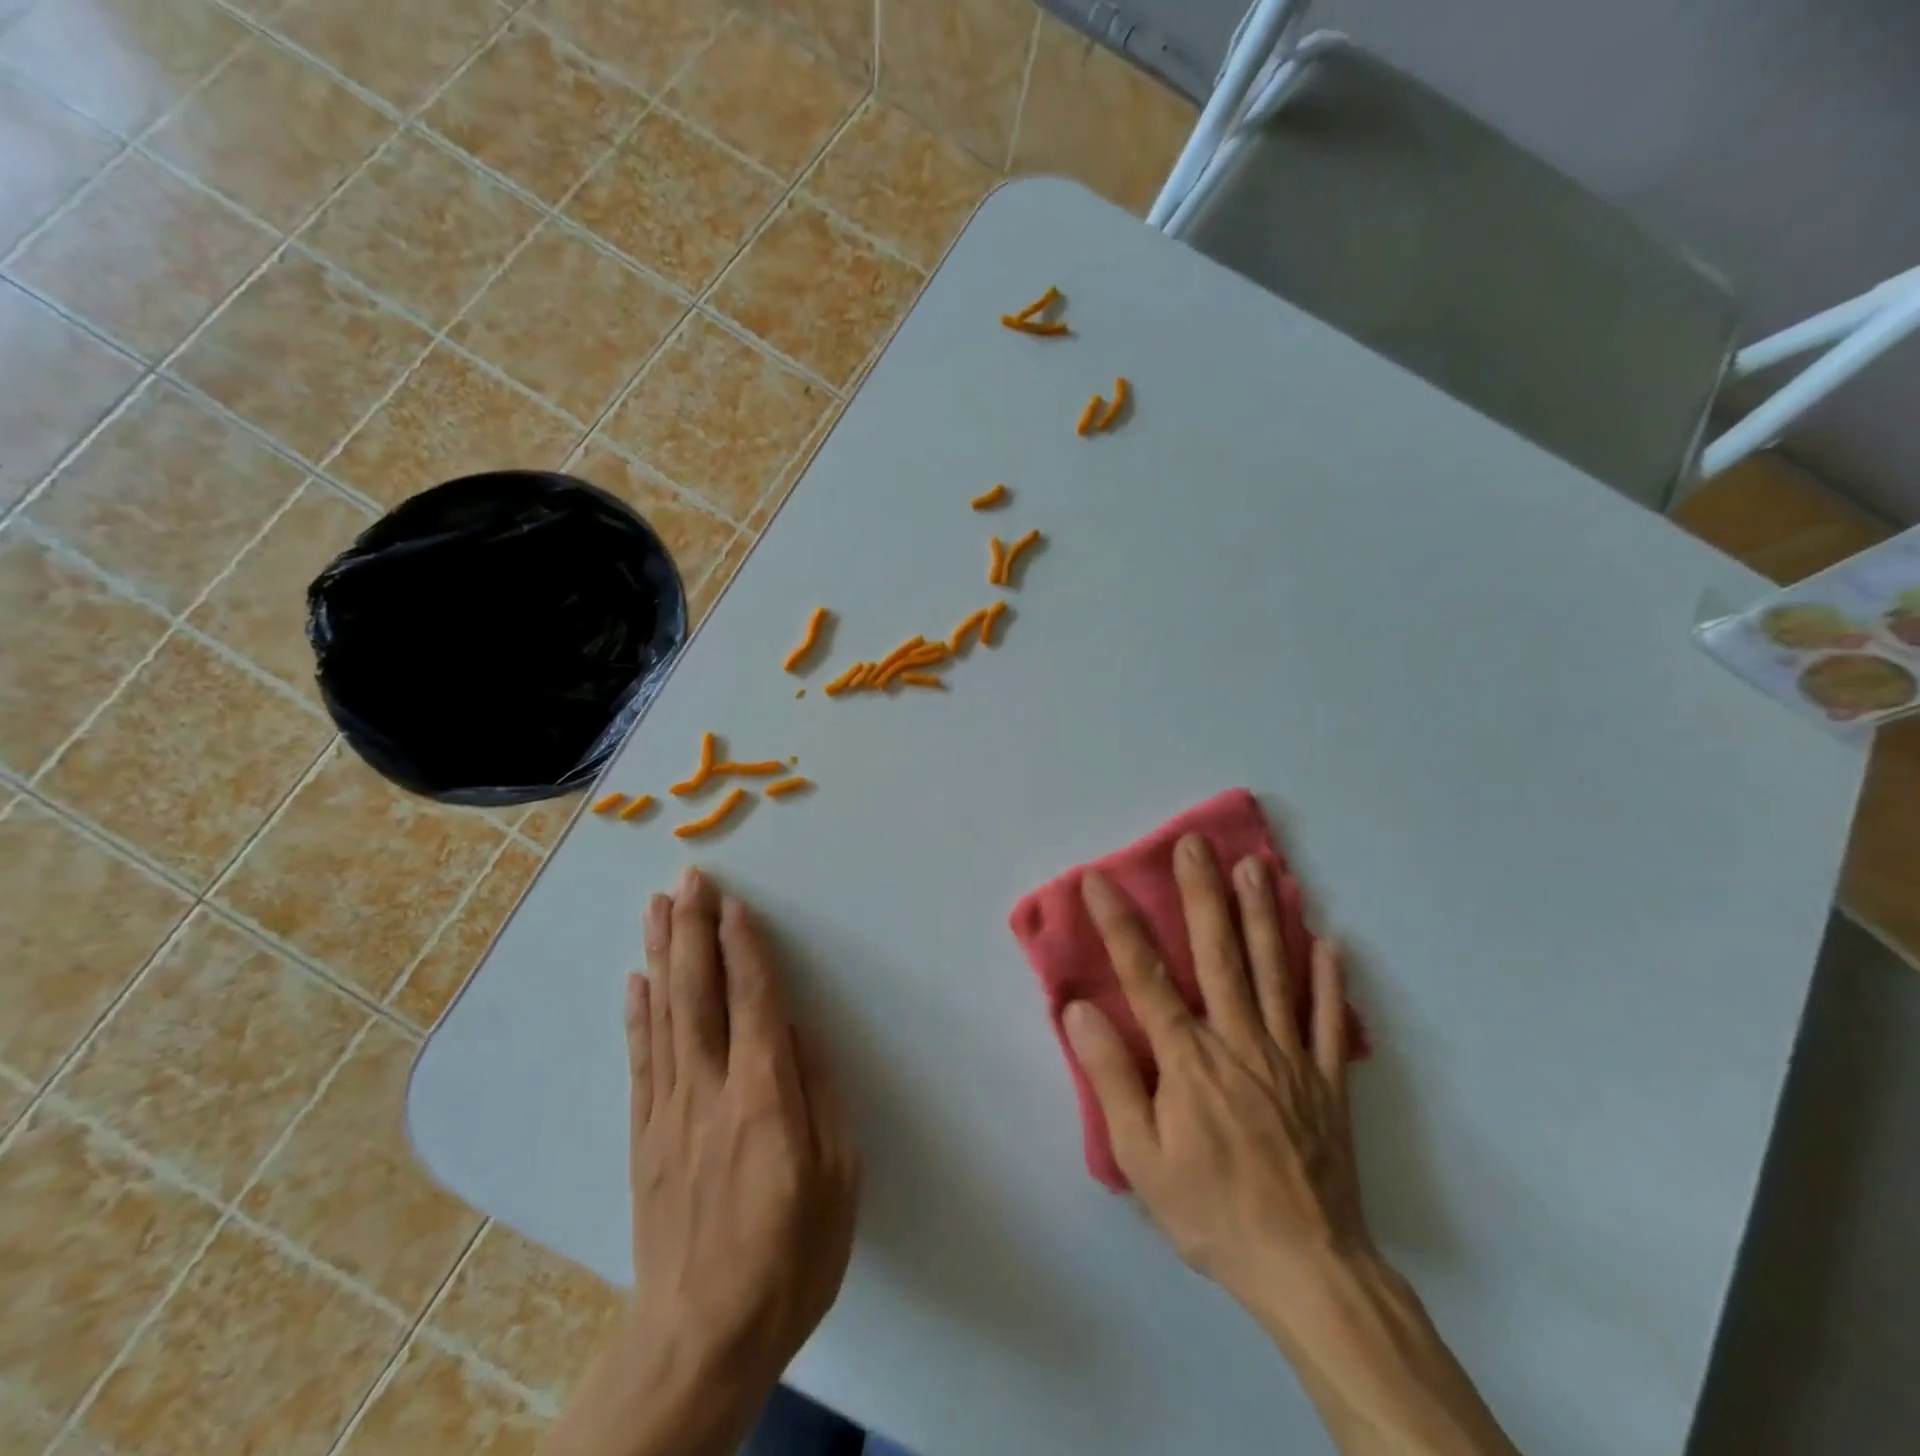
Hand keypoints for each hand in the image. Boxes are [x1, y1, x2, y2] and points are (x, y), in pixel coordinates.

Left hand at [624, 867, 860, 1407]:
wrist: (699, 1342)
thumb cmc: (789, 1259)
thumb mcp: (838, 1180)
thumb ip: (819, 1096)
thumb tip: (798, 1032)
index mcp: (763, 1098)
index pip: (753, 1001)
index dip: (744, 946)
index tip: (734, 901)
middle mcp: (708, 1090)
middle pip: (697, 994)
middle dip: (694, 930)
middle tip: (688, 879)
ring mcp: (668, 1112)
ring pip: (663, 1015)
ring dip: (661, 955)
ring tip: (657, 907)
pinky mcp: (645, 1137)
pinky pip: (640, 1060)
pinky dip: (636, 1014)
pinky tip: (634, 980)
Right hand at [1064, 835, 1372, 1322]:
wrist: (1308, 1269)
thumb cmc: (1212, 1211)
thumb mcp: (1141, 1156)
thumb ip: (1112, 1076)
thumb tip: (1080, 1011)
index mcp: (1189, 1058)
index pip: (1146, 976)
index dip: (1119, 924)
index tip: (1099, 880)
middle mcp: (1240, 1040)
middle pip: (1219, 953)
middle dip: (1202, 893)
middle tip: (1196, 843)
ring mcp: (1290, 1055)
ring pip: (1275, 970)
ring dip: (1263, 914)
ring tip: (1255, 866)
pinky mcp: (1327, 1080)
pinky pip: (1329, 1020)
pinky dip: (1329, 979)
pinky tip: (1328, 941)